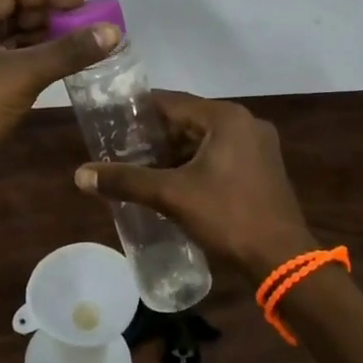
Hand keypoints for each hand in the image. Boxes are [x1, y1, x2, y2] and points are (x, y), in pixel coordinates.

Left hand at [0, 0, 120, 173]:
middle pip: (9, 14)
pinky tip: (55, 66)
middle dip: (47, 16)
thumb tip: (112, 31)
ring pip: (7, 40)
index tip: (82, 1)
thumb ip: (68, 51)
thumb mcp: (24, 74)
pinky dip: (30, 60)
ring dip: (40, 39)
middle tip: (83, 23)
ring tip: (76, 43)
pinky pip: (5, 62)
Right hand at [74, 91, 316, 278]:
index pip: (171, 102)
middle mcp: (245, 123)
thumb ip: (126, 181)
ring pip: (204, 140)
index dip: (138, 112)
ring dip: (174, 153)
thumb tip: (80, 175)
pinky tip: (172, 183)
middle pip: (188, 121)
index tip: (110, 122)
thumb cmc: (228, 217)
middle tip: (120, 149)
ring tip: (139, 167)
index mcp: (226, 118)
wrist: (282, 260)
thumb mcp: (171, 196)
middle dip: (155, 136)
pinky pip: (220, 156)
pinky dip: (195, 164)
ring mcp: (258, 146)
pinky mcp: (262, 169)